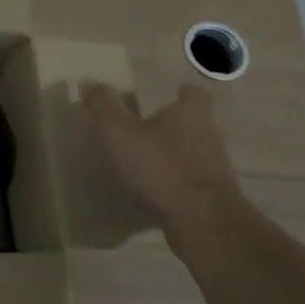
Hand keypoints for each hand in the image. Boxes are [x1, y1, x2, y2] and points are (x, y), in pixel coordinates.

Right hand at [82, 82, 242, 242]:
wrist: (203, 221)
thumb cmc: (161, 166)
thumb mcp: (120, 132)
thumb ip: (104, 106)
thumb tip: (89, 82)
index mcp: (191, 113)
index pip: (194, 94)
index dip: (182, 93)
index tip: (171, 93)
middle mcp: (210, 135)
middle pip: (196, 123)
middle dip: (175, 124)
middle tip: (149, 125)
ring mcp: (215, 168)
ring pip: (195, 152)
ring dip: (175, 153)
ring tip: (147, 159)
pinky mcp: (214, 197)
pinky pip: (192, 180)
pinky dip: (176, 180)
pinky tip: (155, 188)